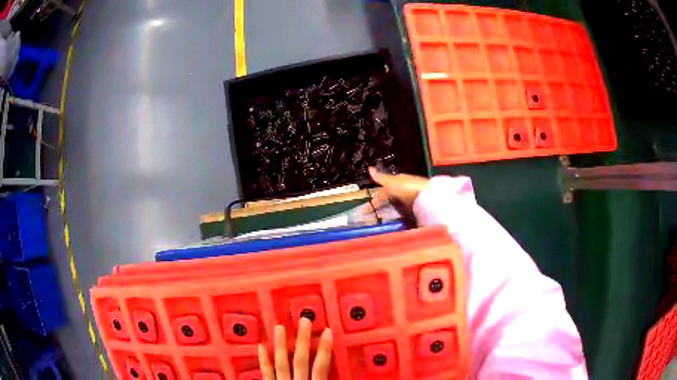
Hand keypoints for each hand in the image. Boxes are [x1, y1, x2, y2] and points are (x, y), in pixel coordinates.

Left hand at [258, 318, 332, 379]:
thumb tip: (341, 372)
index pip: (321, 367)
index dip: (325, 349)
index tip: (328, 332)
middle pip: (301, 360)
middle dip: (303, 340)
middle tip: (304, 321)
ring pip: (282, 363)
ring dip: (281, 345)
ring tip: (279, 327)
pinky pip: (266, 373)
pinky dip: (264, 361)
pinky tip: (261, 347)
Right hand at [368, 167, 428, 213]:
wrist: (427, 196)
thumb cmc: (407, 187)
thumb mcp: (392, 182)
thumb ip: (381, 177)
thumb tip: (370, 168)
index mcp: (396, 182)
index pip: (382, 192)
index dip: (374, 200)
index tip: (366, 210)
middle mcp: (402, 189)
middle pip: (388, 198)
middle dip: (380, 205)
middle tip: (373, 216)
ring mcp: (409, 198)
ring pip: (395, 204)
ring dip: (388, 210)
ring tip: (381, 219)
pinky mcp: (414, 206)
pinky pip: (402, 210)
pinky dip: (396, 213)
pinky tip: (394, 218)